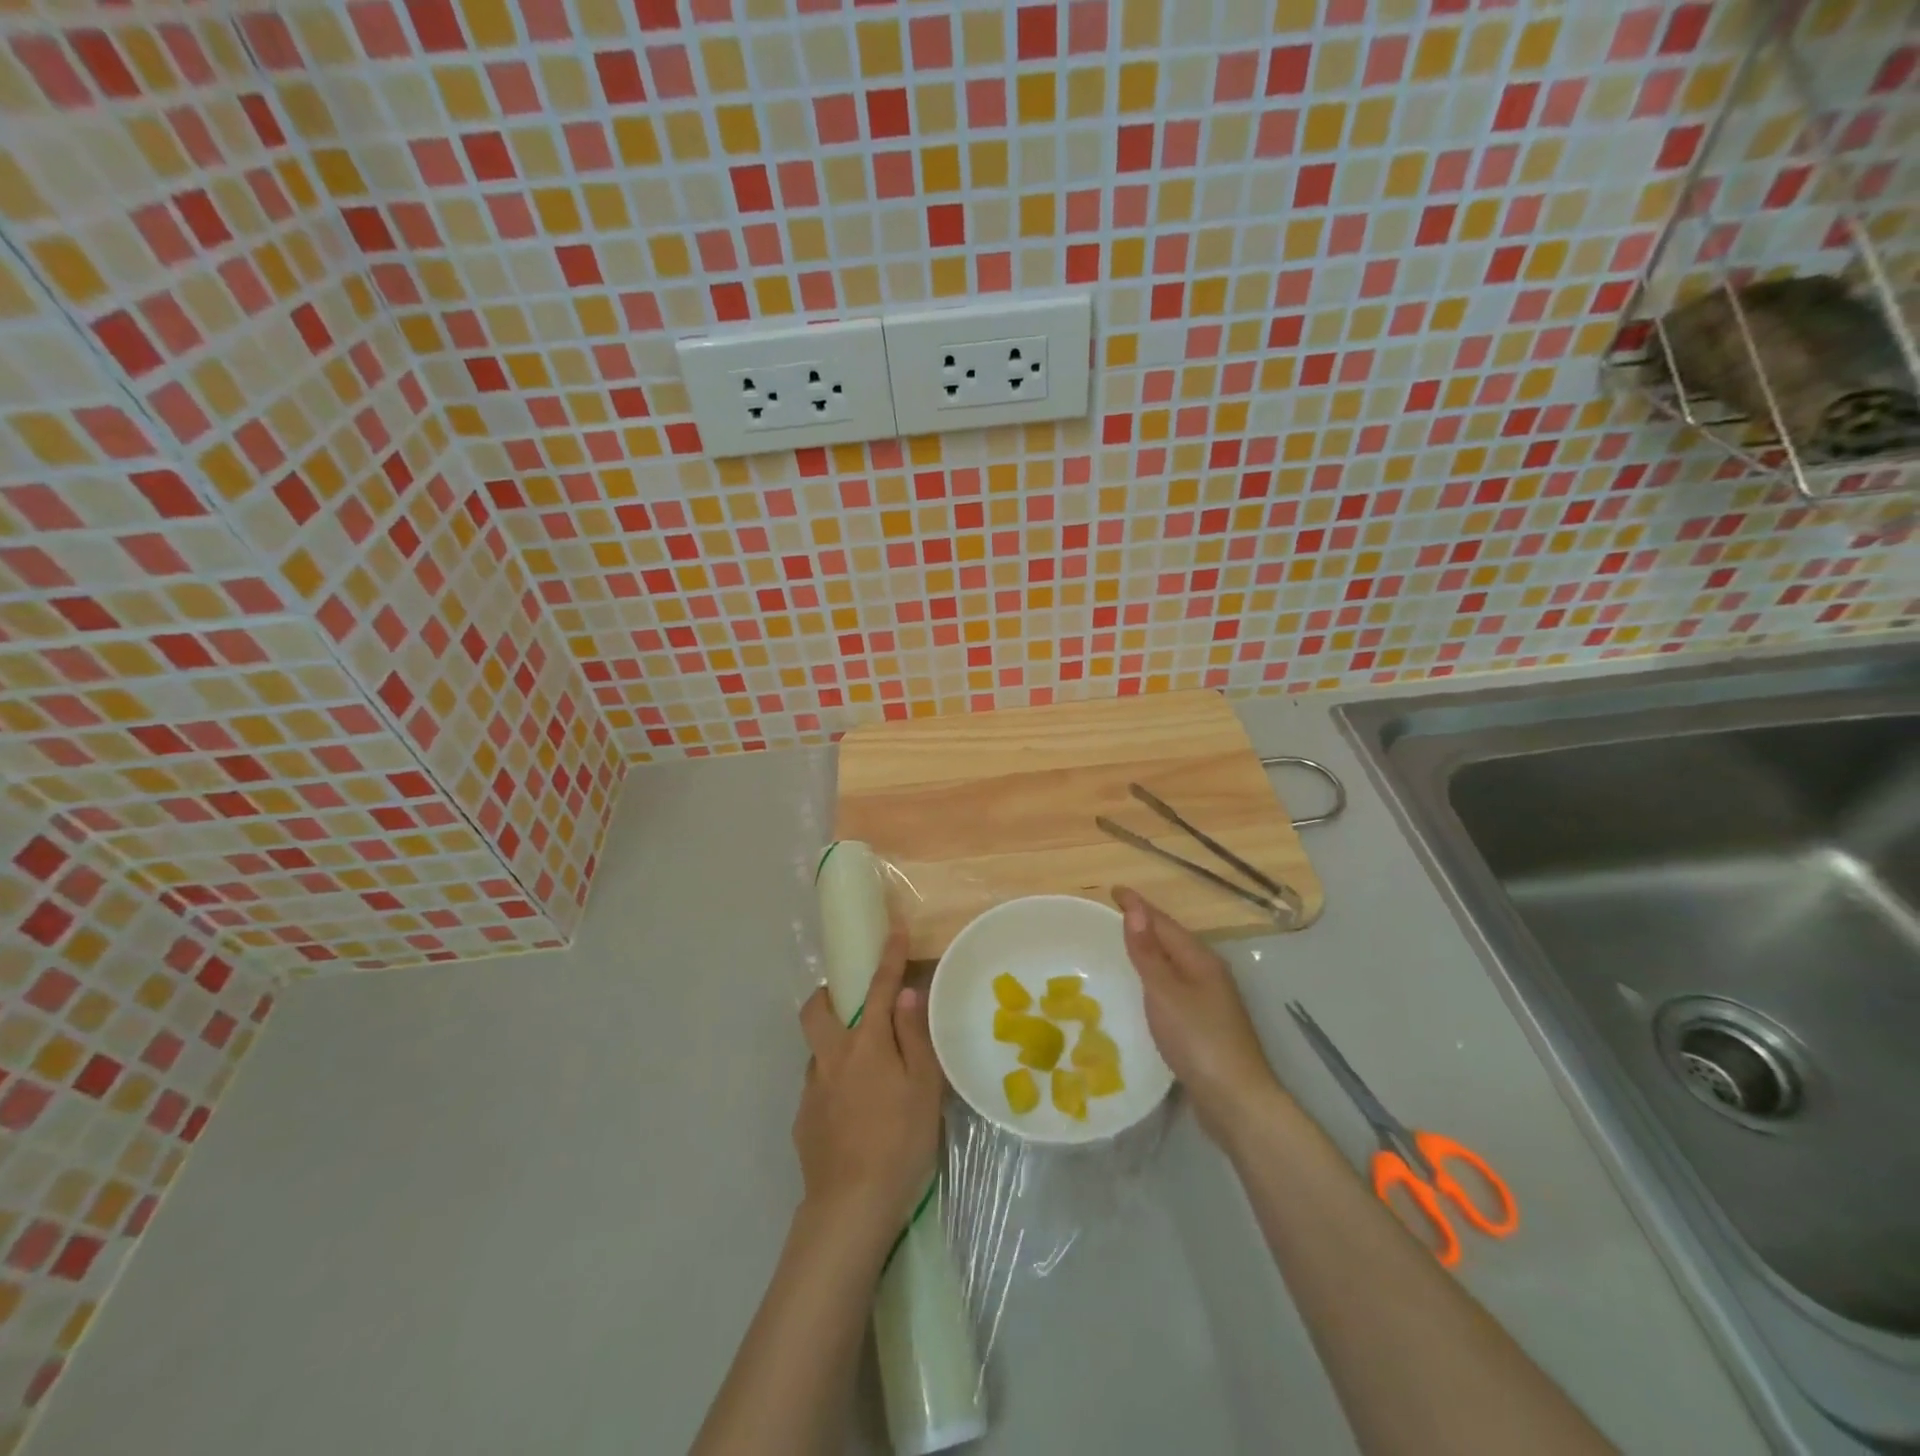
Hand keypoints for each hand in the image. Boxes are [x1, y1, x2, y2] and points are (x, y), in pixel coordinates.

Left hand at [794, 927, 943, 1244]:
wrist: (850, 1207)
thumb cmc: (899, 1141)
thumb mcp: (923, 1088)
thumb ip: (913, 1037)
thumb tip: (905, 994)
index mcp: (865, 1044)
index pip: (878, 988)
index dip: (887, 956)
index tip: (892, 928)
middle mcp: (831, 1057)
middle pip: (816, 1009)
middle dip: (830, 993)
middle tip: (852, 1001)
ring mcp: (812, 1089)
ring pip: (815, 1049)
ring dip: (832, 1042)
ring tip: (863, 1068)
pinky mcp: (803, 1120)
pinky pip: (817, 1085)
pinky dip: (833, 1082)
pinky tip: (853, 1111)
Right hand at [1115, 887, 1286, 1145]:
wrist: (1236, 1100)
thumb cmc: (1198, 1039)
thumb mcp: (1165, 992)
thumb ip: (1147, 952)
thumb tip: (1134, 909)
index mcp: (1200, 960)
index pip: (1164, 923)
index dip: (1138, 906)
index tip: (1114, 890)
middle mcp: (1209, 974)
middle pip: (1173, 940)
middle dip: (1145, 924)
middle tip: (1114, 914)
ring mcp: (1211, 1000)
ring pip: (1175, 964)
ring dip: (1152, 951)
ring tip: (1125, 946)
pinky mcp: (1206, 1025)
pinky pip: (1175, 987)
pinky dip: (1157, 978)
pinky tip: (1146, 990)